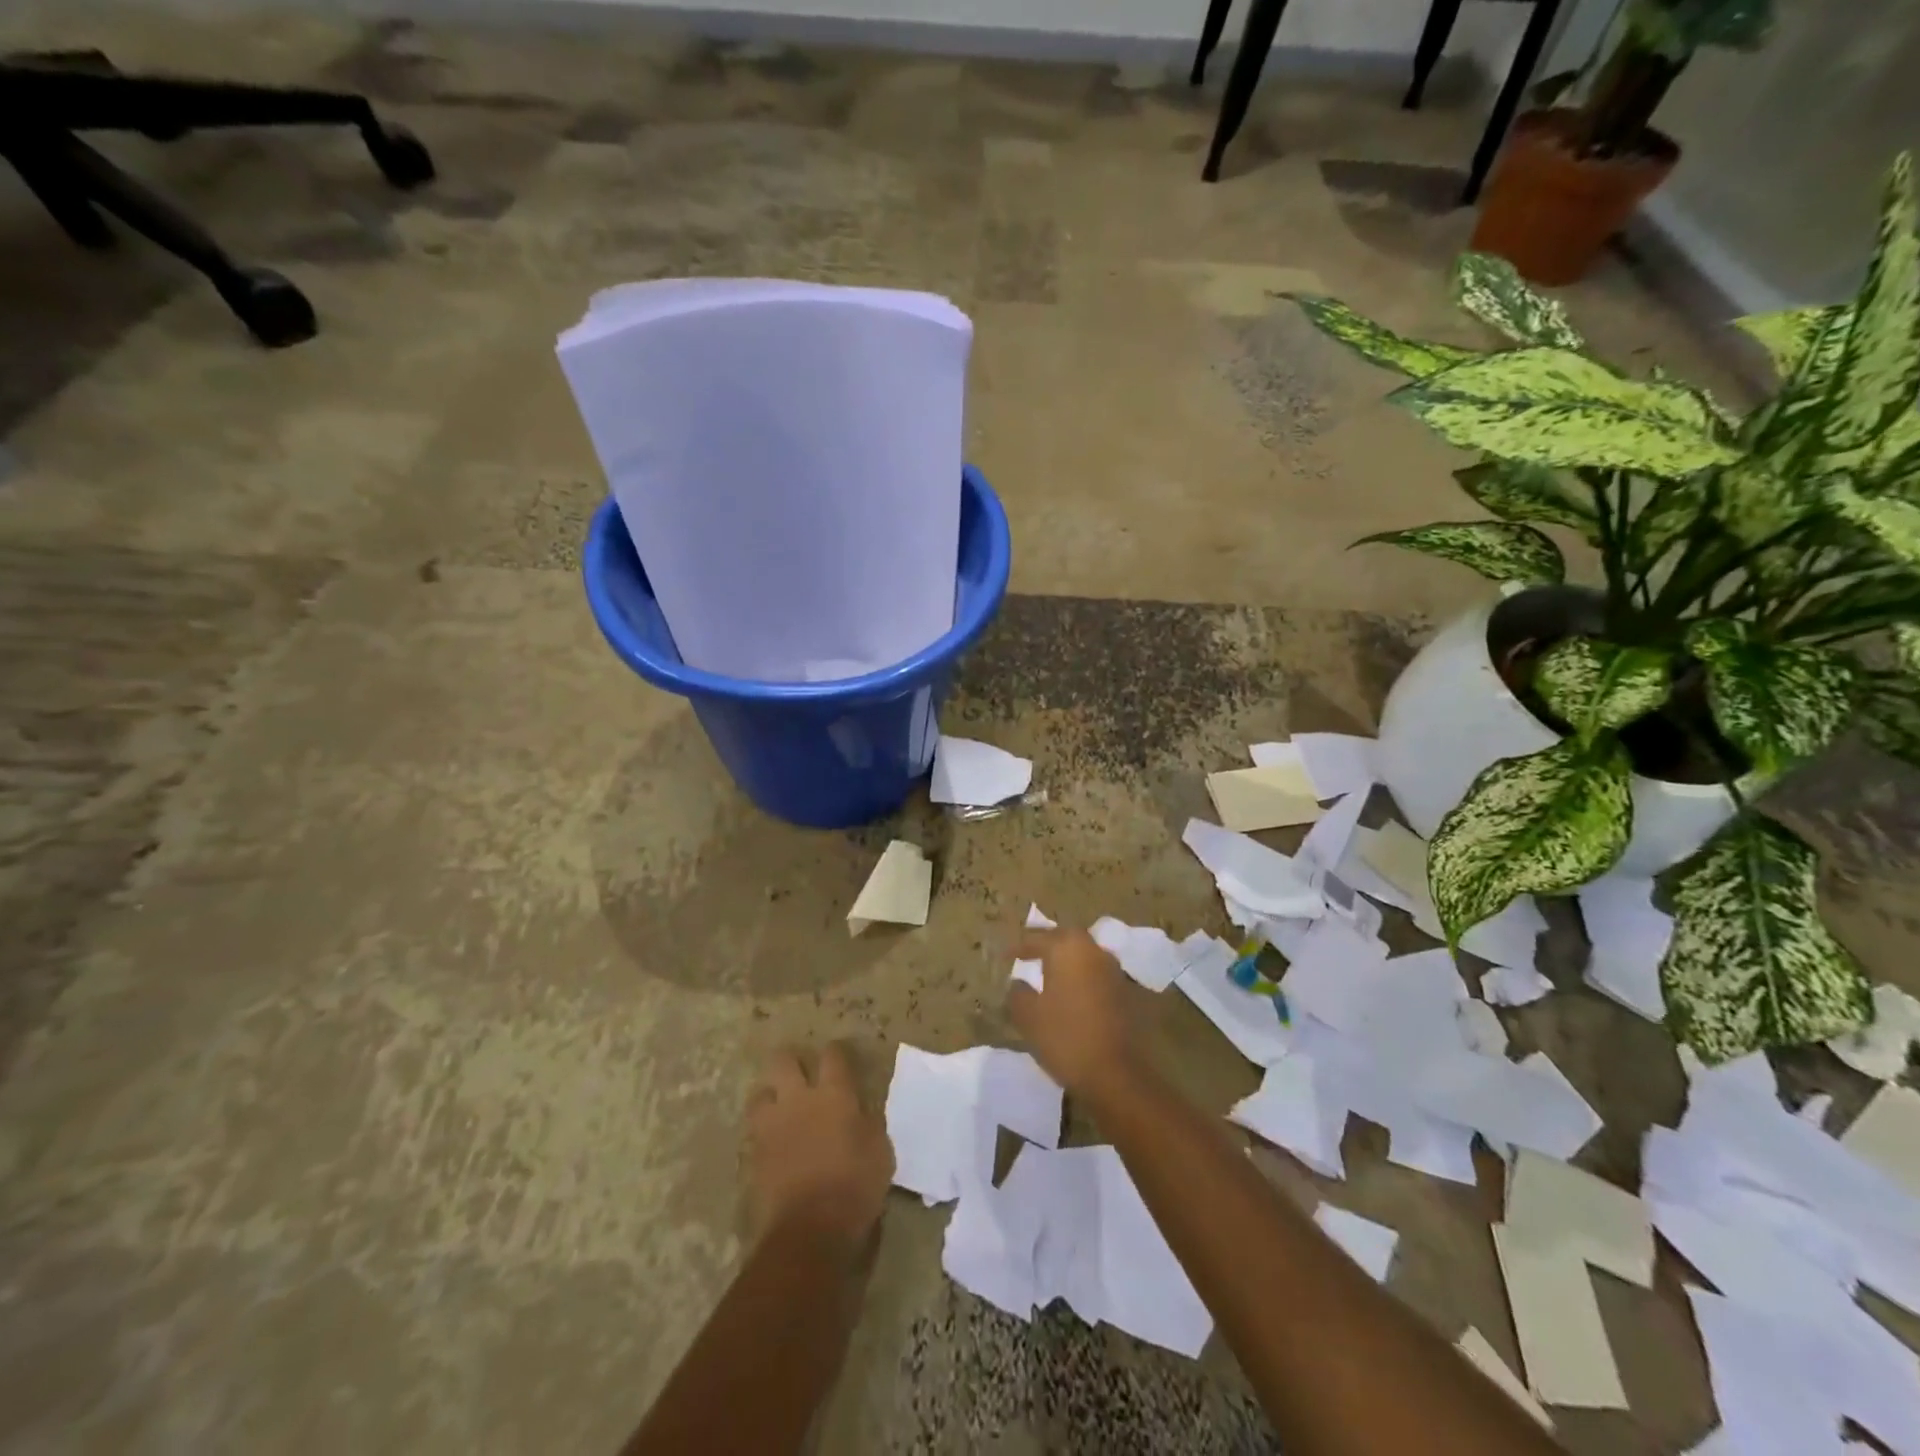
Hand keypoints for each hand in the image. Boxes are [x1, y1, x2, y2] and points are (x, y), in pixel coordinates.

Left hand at [745, 1044, 892, 1254]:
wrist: (810, 1231)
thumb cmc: (855, 1188)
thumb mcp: (880, 1152)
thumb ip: (868, 1124)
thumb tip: (861, 1114)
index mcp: (834, 1094)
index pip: (833, 1055)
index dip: (836, 1052)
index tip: (839, 1055)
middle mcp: (799, 1099)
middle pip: (784, 1060)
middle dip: (791, 1061)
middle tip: (800, 1072)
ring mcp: (772, 1125)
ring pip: (760, 1092)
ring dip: (770, 1095)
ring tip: (779, 1106)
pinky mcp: (754, 1154)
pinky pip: (754, 1130)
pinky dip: (763, 1130)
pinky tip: (772, 1140)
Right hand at [1005, 927, 1143, 1102]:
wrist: (1116, 1074)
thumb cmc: (1065, 1038)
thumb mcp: (1028, 1016)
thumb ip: (1018, 993)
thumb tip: (1019, 983)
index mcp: (1067, 948)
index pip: (1037, 938)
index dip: (1019, 946)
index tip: (1005, 955)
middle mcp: (1093, 951)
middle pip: (1066, 938)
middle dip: (1047, 943)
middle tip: (1030, 953)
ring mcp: (1113, 970)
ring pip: (1085, 954)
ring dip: (1068, 959)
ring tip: (1050, 971)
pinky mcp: (1126, 991)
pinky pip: (1097, 973)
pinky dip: (1083, 976)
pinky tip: (1072, 991)